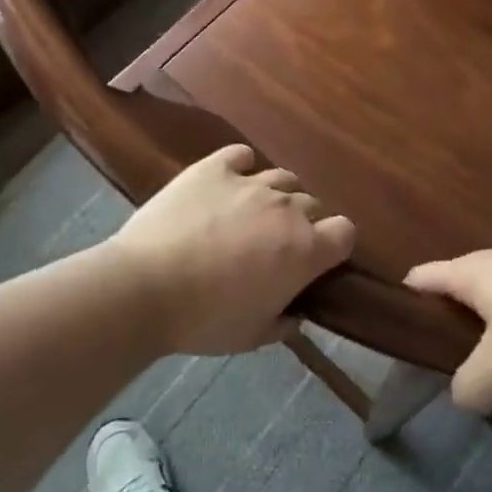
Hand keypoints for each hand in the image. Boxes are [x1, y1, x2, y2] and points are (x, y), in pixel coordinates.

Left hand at [109, 145, 355, 355]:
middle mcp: (286, 208)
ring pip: (282, 177)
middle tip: (275, 245)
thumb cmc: (205, 320)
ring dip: (276, 195)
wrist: (145, 288)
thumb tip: (296, 315)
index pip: (345, 231)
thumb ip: (284, 323)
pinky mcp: (214, 168)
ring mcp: (250, 182)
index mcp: (305, 249)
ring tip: (252, 214)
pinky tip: (229, 181)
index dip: (335, 245)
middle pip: (312, 204)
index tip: (317, 260)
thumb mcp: (253, 336)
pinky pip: (241, 155)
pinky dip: (241, 167)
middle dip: (302, 223)